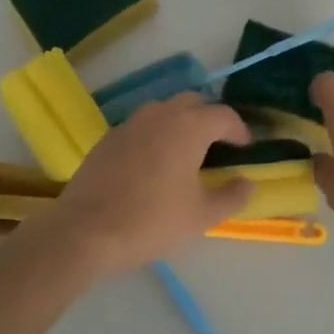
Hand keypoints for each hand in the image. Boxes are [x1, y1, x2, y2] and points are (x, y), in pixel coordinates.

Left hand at [40, 94, 254, 278]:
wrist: (86, 231)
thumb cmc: (152, 221)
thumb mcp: (202, 216)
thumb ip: (231, 196)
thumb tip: (248, 183)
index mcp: (188, 127)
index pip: (223, 115)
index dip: (239, 129)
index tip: (246, 147)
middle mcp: (160, 115)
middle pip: (193, 102)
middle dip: (210, 117)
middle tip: (220, 143)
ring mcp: (130, 124)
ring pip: (164, 110)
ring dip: (182, 122)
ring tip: (188, 150)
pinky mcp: (108, 138)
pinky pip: (142, 126)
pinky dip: (156, 134)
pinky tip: (155, 162)